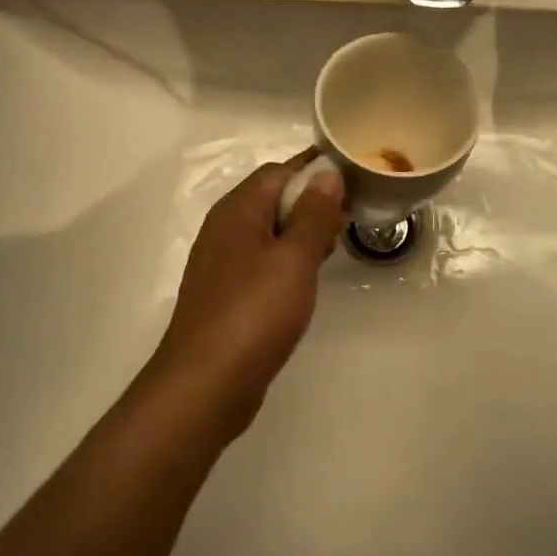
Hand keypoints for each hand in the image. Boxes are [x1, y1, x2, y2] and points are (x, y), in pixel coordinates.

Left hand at [148, 150, 345, 439]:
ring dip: (301, 230)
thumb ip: (313, 213)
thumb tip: (327, 173)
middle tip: (350, 214)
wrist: (204, 385)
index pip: (279, 171)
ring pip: (268, 230)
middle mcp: (225, 228)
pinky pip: (261, 259)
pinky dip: (287, 258)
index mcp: (238, 210)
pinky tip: (308, 276)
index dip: (315, 169)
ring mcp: (222, 262)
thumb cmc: (254, 313)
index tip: (352, 177)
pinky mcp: (225, 293)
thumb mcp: (294, 259)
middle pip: (272, 198)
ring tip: (336, 242)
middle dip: (311, 200)